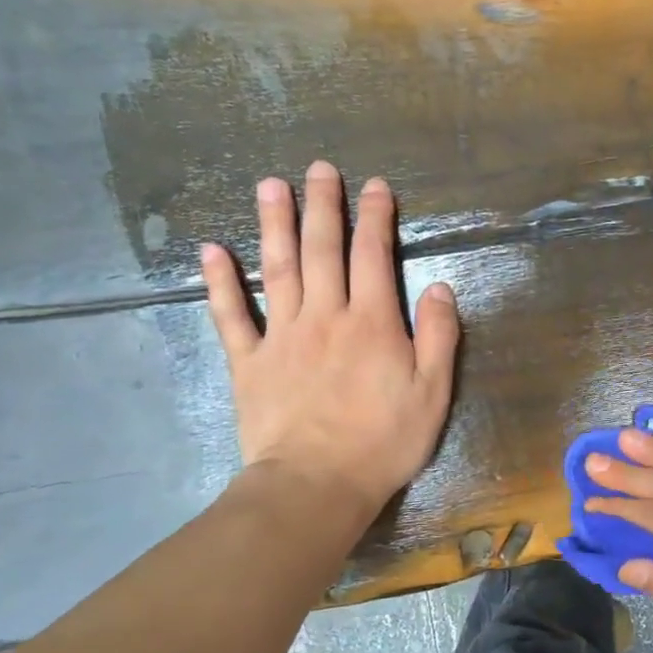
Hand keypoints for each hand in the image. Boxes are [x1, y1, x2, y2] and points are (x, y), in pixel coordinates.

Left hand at [201, 162, 458, 517]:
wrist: (316, 484)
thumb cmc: (384, 441)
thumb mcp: (433, 392)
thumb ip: (439, 336)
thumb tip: (441, 287)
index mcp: (373, 323)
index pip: (374, 256)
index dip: (375, 218)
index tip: (375, 186)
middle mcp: (325, 316)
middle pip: (322, 250)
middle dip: (324, 206)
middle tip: (320, 168)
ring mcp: (282, 336)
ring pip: (277, 269)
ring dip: (274, 224)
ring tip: (270, 186)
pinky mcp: (249, 362)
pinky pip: (231, 315)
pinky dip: (219, 282)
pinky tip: (211, 251)